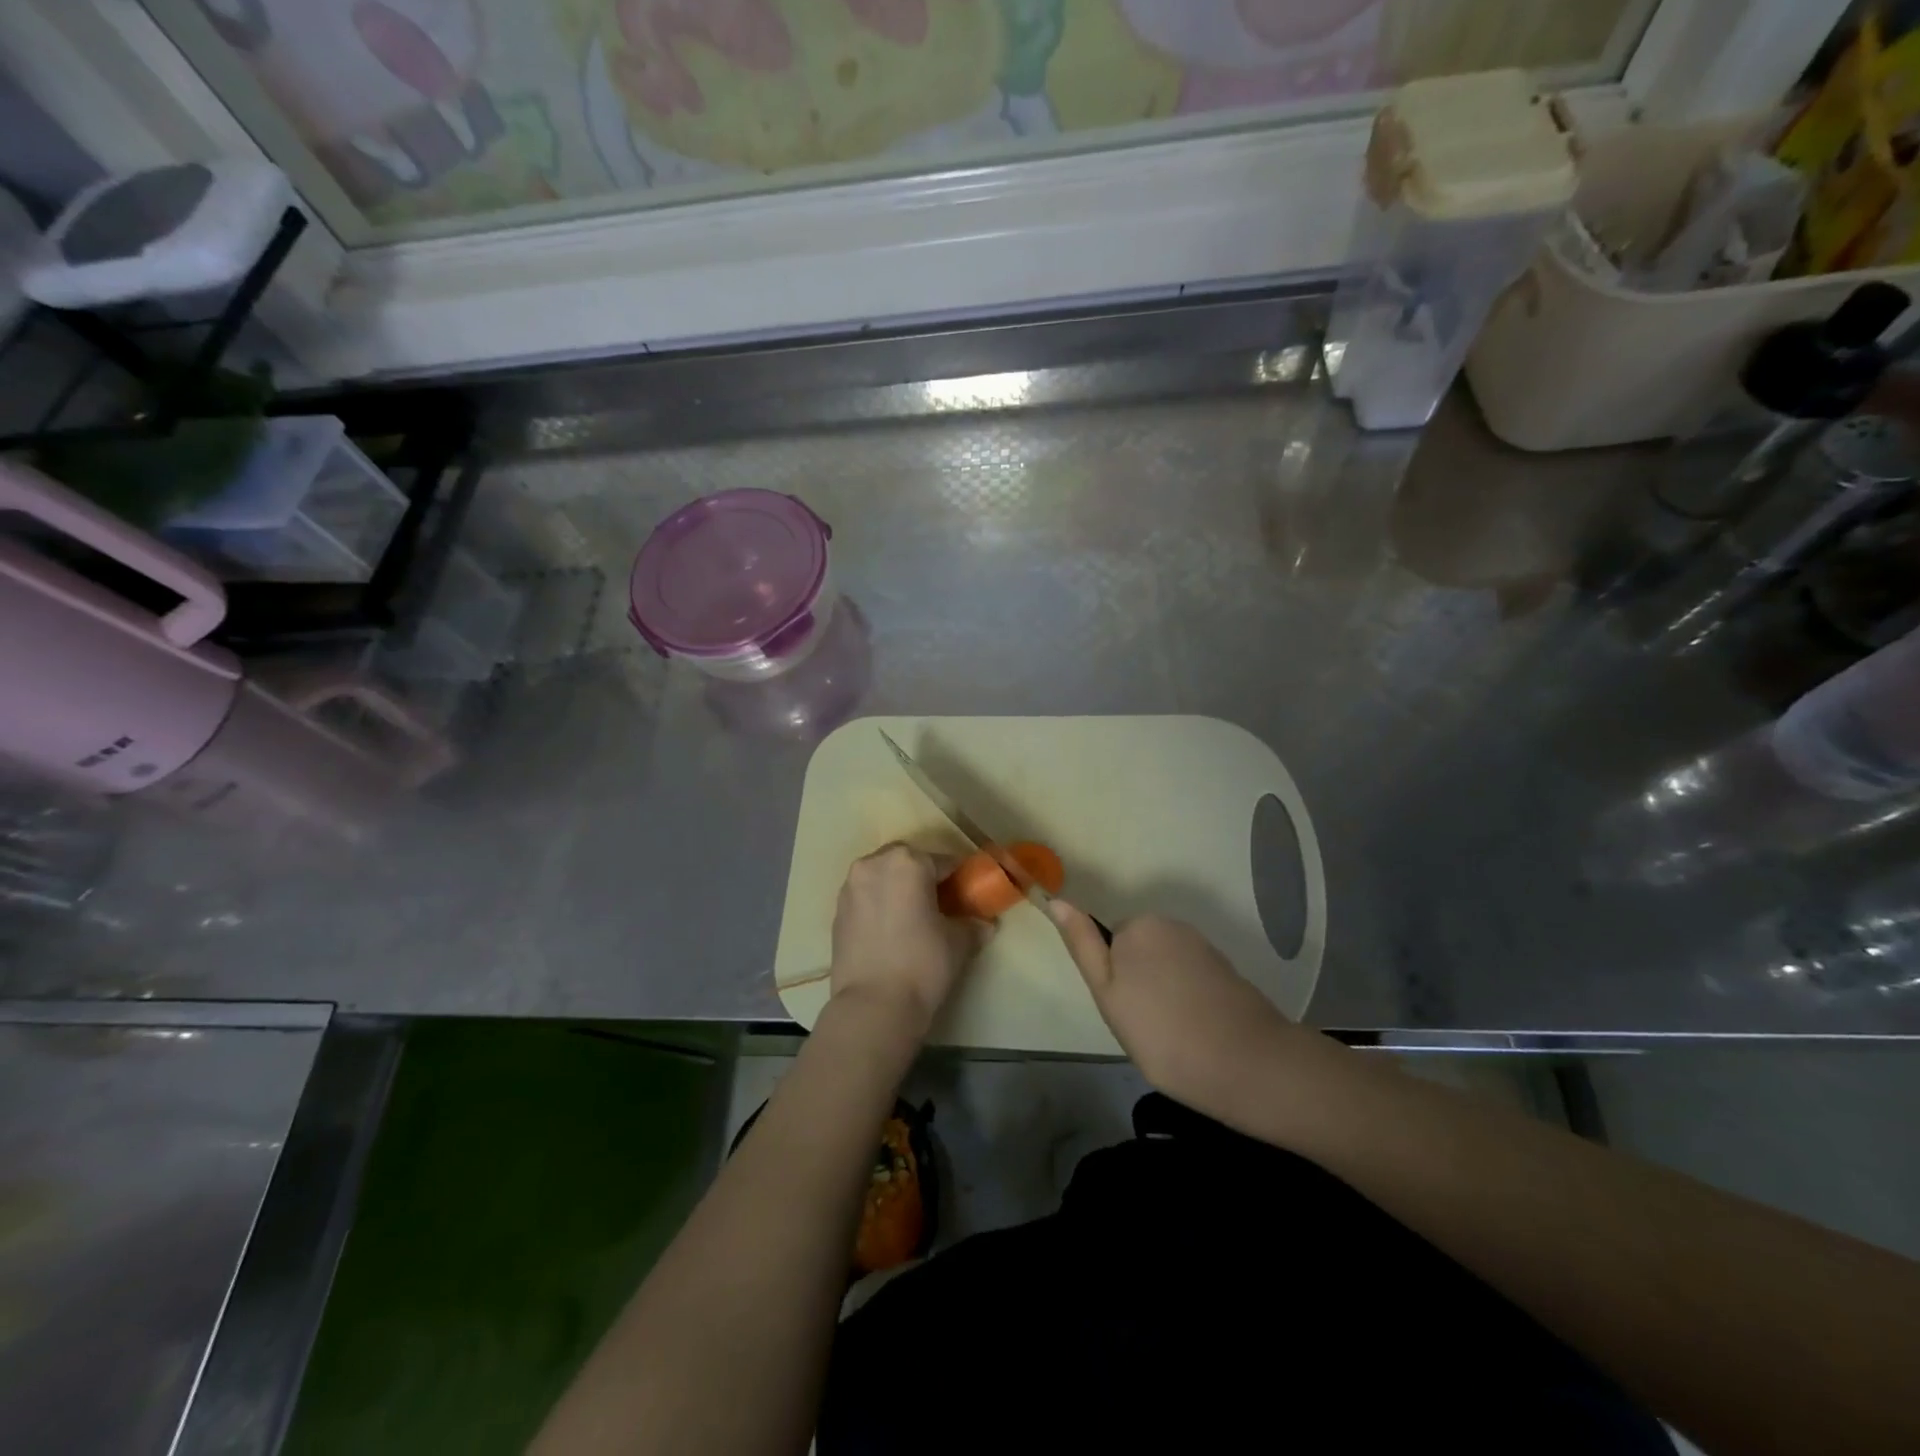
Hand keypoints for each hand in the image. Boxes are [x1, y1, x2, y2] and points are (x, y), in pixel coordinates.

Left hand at [830, 844, 980, 1041]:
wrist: (873, 1005)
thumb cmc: (922, 963)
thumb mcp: (958, 943)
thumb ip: (973, 925)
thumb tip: (986, 924)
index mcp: (908, 862)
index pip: (943, 861)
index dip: (958, 878)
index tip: (966, 895)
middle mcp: (874, 864)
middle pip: (906, 861)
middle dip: (923, 876)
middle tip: (938, 903)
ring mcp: (851, 886)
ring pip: (882, 876)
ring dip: (897, 887)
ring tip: (912, 917)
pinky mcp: (837, 910)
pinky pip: (865, 896)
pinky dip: (879, 903)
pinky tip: (890, 930)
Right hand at [1049, 904, 1294, 1114]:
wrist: (1246, 1064)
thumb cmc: (1162, 1033)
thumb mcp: (1107, 993)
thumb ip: (1083, 944)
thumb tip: (1057, 901)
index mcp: (1138, 926)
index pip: (1109, 945)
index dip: (1113, 982)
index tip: (1127, 1013)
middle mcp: (1171, 925)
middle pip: (1138, 952)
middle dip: (1138, 983)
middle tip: (1146, 1027)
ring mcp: (1203, 946)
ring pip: (1165, 967)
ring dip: (1164, 993)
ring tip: (1174, 1034)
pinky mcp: (1227, 969)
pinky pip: (1191, 979)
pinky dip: (1189, 1000)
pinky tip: (1197, 1031)